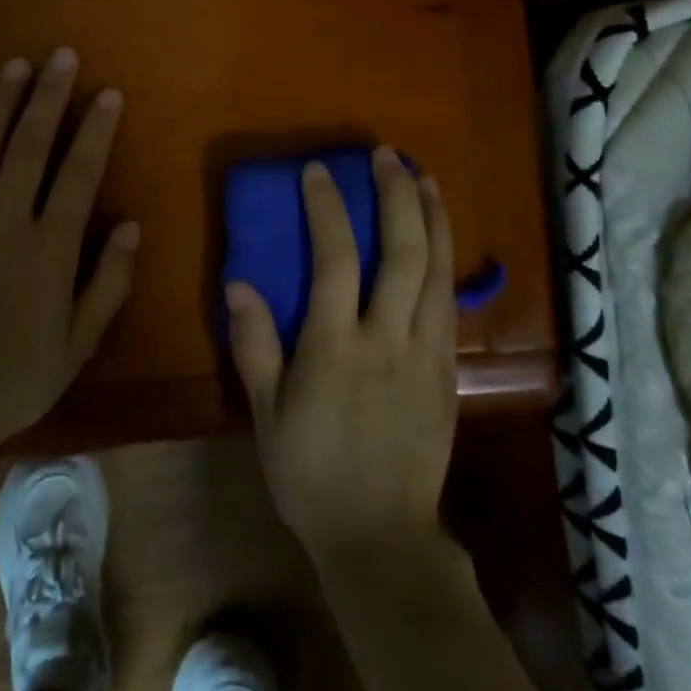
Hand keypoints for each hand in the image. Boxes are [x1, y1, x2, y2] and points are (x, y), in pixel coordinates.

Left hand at [0, 49, 139, 448]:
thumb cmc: (15, 378)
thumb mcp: (78, 344)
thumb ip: (109, 282)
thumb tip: (132, 225)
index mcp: (49, 251)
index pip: (79, 174)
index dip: (96, 130)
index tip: (108, 94)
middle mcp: (4, 224)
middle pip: (30, 147)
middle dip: (50, 97)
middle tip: (62, 56)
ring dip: (0, 103)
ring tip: (17, 65)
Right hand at [227, 148, 457, 564]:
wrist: (381, 535)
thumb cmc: (311, 474)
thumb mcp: (266, 415)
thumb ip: (255, 346)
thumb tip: (240, 284)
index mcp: (336, 347)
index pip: (335, 259)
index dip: (328, 208)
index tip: (318, 170)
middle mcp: (387, 338)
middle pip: (402, 252)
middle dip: (395, 196)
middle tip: (386, 156)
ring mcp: (426, 353)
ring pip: (438, 270)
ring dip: (433, 217)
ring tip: (423, 177)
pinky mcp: (446, 369)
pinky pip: (450, 301)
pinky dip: (448, 259)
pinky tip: (441, 239)